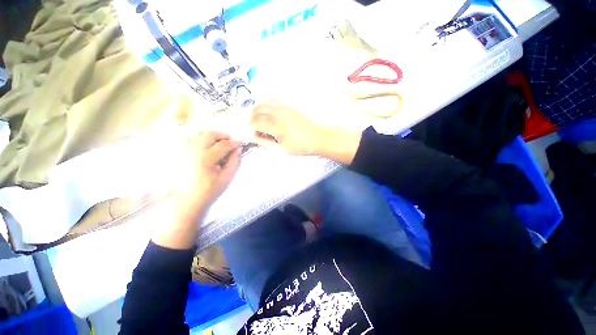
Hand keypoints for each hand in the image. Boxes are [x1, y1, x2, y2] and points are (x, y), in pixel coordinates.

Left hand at [153, 131, 241, 249]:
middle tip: (230, 142)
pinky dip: (200, 138)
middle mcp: (193, 151)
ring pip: (199, 134)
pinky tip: (206, 146)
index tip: (242, 143)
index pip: (224, 145)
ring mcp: (184, 151)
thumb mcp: (227, 178)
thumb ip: (234, 162)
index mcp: (206, 159)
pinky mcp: (180, 153)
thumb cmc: (210, 191)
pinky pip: (189, 138)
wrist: (188, 200)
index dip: (235, 142)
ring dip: (211, 136)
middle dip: (223, 135)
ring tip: (219, 143)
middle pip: (209, 134)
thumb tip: (238, 149)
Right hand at [249, 100, 326, 154]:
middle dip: (250, 118)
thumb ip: (266, 143)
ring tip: (256, 118)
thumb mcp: (282, 149)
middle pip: (257, 110)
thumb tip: (254, 138)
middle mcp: (279, 113)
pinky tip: (267, 111)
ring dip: (256, 109)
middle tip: (251, 126)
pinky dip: (265, 104)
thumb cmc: (303, 145)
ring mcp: (285, 107)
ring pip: (264, 102)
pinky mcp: (290, 105)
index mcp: (277, 126)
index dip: (249, 128)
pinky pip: (273, 100)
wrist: (320, 137)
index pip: (255, 122)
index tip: (249, 133)